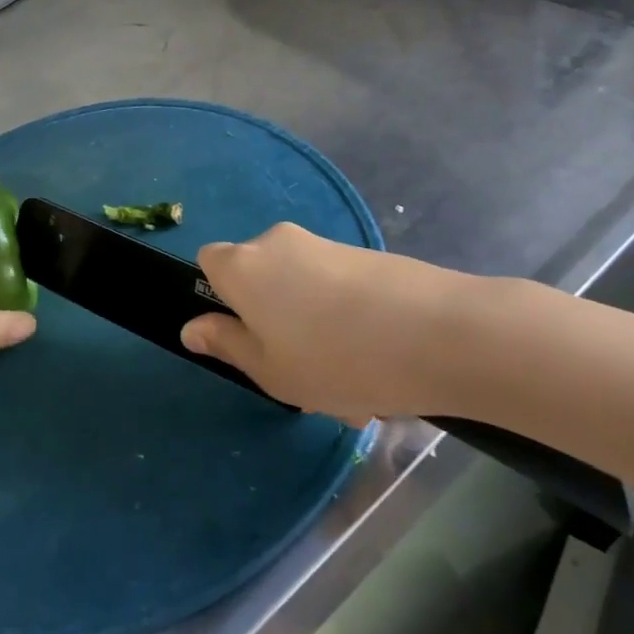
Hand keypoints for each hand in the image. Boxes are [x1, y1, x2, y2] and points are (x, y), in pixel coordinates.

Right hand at [180, 222, 501, 422]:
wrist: (441, 333)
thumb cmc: (336, 359)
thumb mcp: (270, 370)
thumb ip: (226, 345)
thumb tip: (192, 327)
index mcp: (244, 266)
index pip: (208, 263)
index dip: (220, 299)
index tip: (245, 336)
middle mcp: (278, 243)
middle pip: (259, 280)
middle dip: (273, 325)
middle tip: (302, 377)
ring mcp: (325, 246)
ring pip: (301, 293)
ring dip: (314, 334)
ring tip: (353, 391)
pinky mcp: (365, 255)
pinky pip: (336, 291)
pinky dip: (346, 323)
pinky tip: (379, 370)